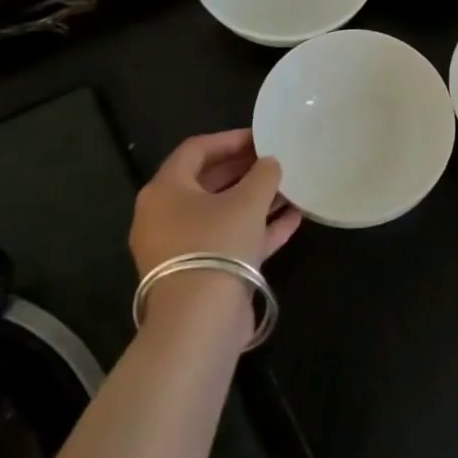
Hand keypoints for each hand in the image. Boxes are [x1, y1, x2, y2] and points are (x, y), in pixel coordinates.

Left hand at [130, 129, 302, 279]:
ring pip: (221, 213)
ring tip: (290, 188)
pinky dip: (256, 228)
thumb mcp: (248, 200)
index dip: (230, 139)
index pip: (196, 150)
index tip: (262, 137)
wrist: (200, 320)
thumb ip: (263, 174)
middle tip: (276, 160)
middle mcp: (165, 216)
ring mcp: (181, 248)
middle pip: (207, 182)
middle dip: (244, 170)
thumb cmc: (217, 243)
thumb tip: (269, 163)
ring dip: (255, 200)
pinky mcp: (199, 273)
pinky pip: (229, 240)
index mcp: (165, 190)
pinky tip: (292, 219)